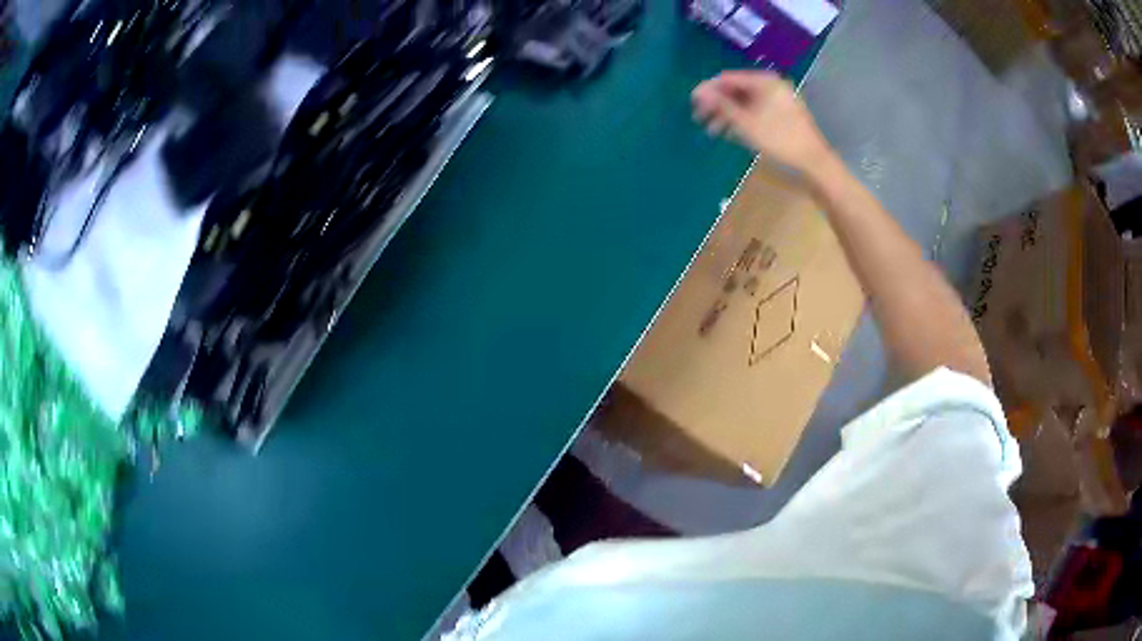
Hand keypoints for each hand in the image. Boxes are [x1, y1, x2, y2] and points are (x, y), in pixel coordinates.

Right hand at [692, 70, 832, 172]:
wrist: (813, 163)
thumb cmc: (779, 139)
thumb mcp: (746, 122)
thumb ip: (721, 105)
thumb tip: (698, 92)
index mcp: (764, 81)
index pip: (728, 79)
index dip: (708, 90)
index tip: (692, 103)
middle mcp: (772, 86)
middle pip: (736, 90)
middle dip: (717, 104)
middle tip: (699, 119)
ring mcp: (778, 101)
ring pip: (745, 103)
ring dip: (727, 115)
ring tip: (712, 131)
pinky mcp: (782, 115)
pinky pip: (756, 111)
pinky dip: (742, 120)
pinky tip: (730, 133)